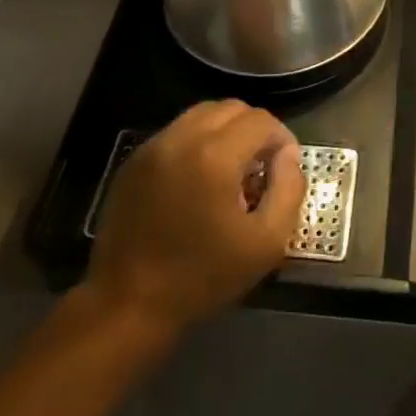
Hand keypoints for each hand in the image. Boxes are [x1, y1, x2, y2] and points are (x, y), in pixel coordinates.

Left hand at [86, 100, 304, 336]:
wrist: (126, 306)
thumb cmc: (201, 278)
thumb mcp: (265, 243)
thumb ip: (289, 190)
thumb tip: (289, 156)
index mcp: (214, 156)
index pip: (261, 121)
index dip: (282, 139)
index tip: (285, 168)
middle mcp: (182, 138)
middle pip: (232, 108)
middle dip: (255, 130)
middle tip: (261, 167)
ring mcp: (153, 147)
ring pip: (202, 114)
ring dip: (226, 131)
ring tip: (231, 169)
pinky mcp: (134, 162)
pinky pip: (176, 132)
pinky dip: (197, 142)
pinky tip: (199, 179)